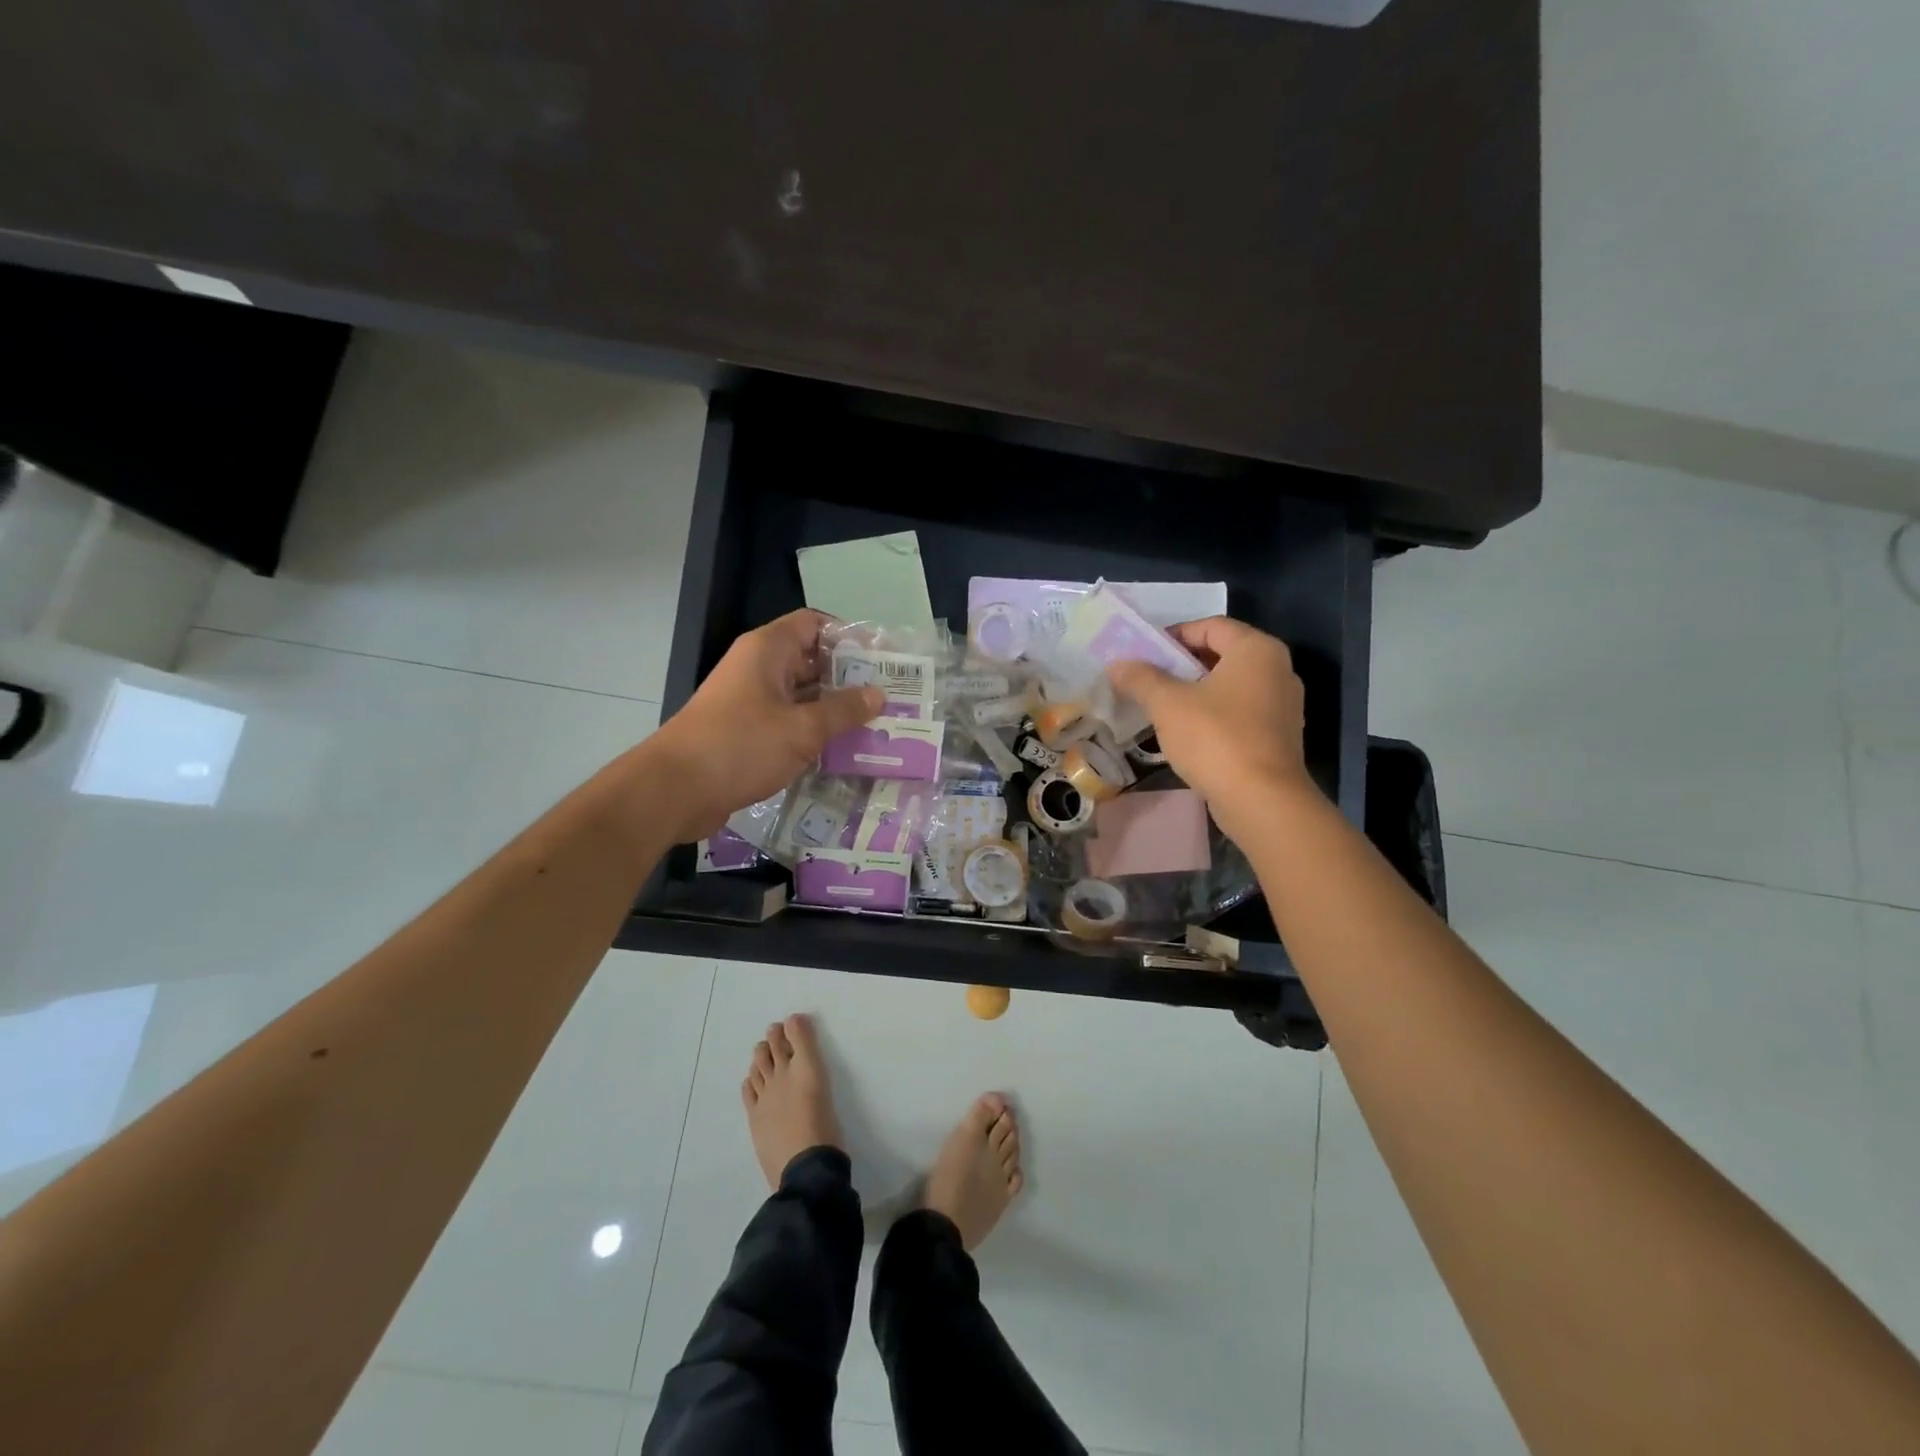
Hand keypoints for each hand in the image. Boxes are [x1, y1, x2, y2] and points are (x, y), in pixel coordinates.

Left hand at [647, 610, 882, 840]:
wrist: (675, 790)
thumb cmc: (741, 746)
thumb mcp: (802, 729)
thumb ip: (843, 711)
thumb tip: (878, 694)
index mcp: (767, 650)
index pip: (814, 624)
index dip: (848, 636)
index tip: (881, 660)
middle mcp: (758, 668)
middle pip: (810, 661)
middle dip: (848, 678)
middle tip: (889, 698)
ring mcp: (750, 701)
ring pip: (800, 696)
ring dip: (833, 710)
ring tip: (875, 725)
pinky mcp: (746, 733)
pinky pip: (788, 723)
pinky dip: (812, 732)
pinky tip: (842, 750)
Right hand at [1106, 616, 1314, 843]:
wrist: (1261, 801)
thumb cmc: (1215, 738)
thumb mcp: (1168, 704)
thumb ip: (1141, 678)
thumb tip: (1118, 664)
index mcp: (1256, 650)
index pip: (1210, 626)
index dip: (1174, 635)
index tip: (1144, 653)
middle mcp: (1278, 669)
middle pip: (1222, 655)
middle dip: (1181, 665)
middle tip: (1147, 678)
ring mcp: (1283, 705)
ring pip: (1231, 686)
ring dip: (1196, 691)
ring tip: (1161, 706)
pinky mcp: (1279, 737)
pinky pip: (1240, 712)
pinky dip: (1214, 714)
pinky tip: (1187, 733)